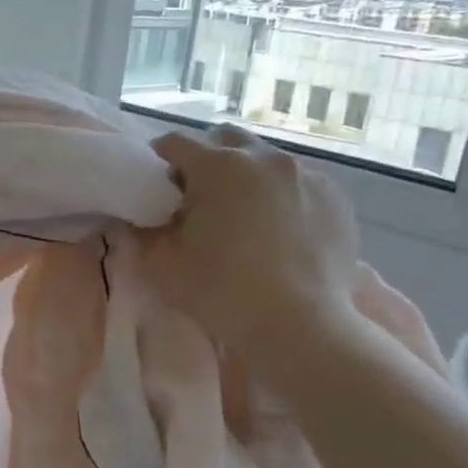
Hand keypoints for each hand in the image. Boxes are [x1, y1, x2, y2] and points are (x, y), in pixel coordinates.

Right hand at [143, 126, 362, 369]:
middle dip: (206, 160)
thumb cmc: (221, 291)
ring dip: (245, 176)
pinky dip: (280, 195)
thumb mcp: (160, 262)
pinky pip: (297, 182)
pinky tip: (277, 229)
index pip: (174, 143)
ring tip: (241, 216)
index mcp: (218, 165)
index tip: (156, 189)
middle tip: (198, 198)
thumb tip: (131, 213)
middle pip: (224, 139)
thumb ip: (138, 228)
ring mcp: (307, 175)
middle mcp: (265, 157)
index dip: (158, 162)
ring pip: (264, 159)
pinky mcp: (336, 198)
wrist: (300, 328)